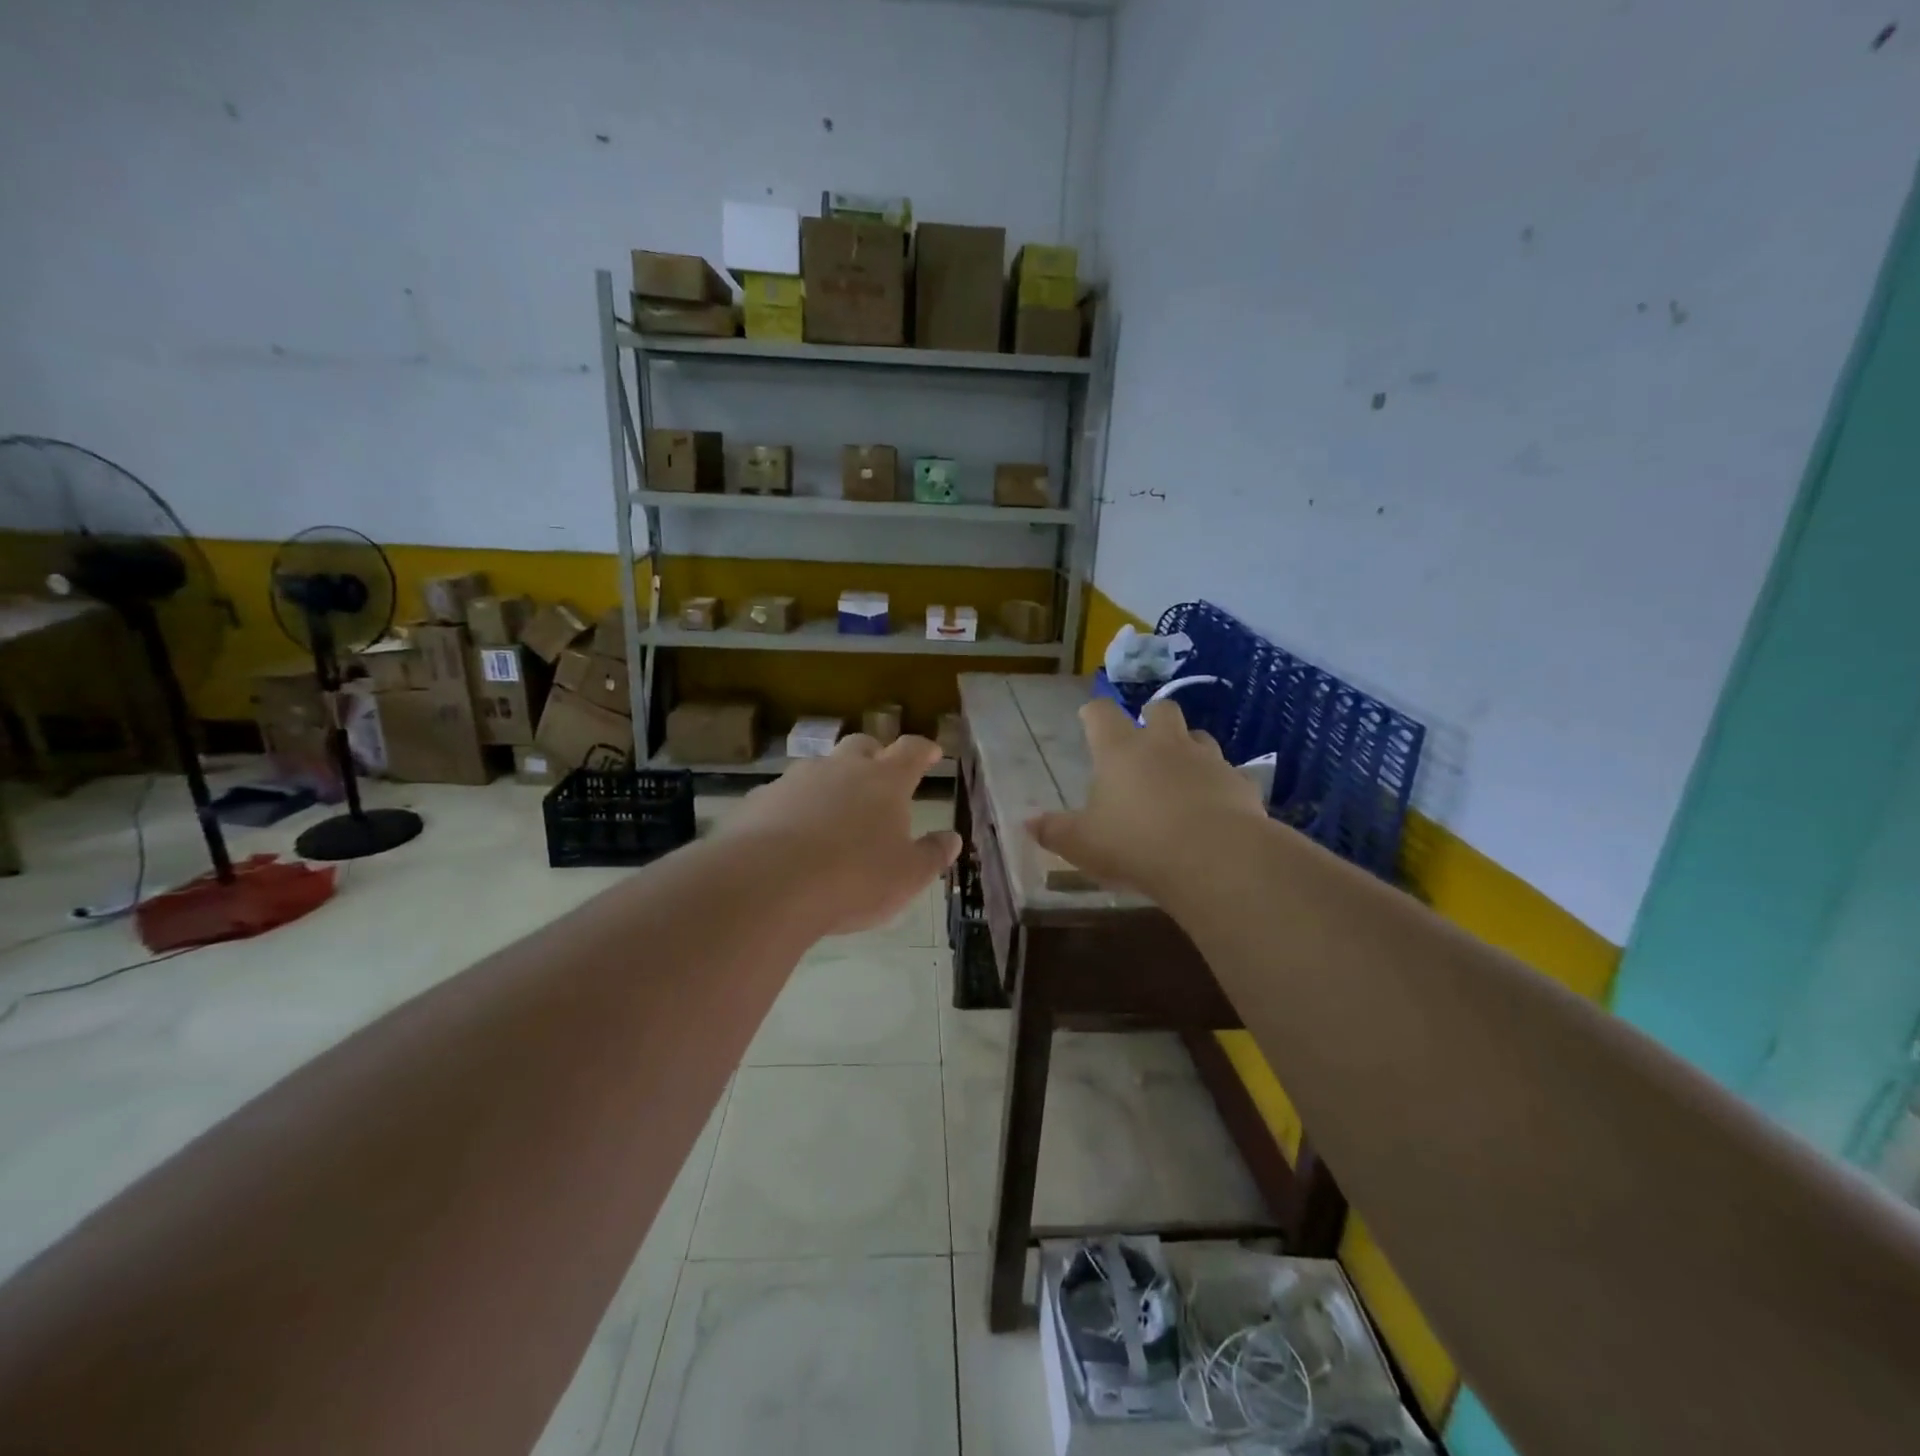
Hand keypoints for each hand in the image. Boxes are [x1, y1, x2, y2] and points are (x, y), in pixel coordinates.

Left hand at [725, 733, 961, 935]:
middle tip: (880, 775)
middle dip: (874, 755)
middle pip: (862, 746)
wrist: (767, 884)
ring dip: (830, 782)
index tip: (931, 752)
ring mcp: (795, 780)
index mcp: (885, 781)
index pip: (911, 751)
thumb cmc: (853, 879)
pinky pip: (783, 796)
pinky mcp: (759, 800)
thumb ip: (932, 855)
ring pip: (819, 768)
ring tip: (833, 812)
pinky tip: (790, 836)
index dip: (924, 749)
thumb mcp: (907, 877)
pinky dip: (793, 808)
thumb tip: (952, 838)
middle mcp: (841, 769)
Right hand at [1028, 698, 1266, 896]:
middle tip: (1144, 738)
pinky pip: (1229, 775)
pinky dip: (1219, 785)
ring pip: (1199, 738)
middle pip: (1162, 709)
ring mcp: (1207, 760)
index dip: (1094, 712)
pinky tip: (1215, 807)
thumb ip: (1054, 831)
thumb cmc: (1135, 844)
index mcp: (1121, 751)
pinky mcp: (1241, 784)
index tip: (1088, 717)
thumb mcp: (1083, 844)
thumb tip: (1028, 822)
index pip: (1102, 714)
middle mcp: (1165, 745)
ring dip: (1188, 748)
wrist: (1214, 858)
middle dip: (1152, 717)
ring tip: (1180, 773)